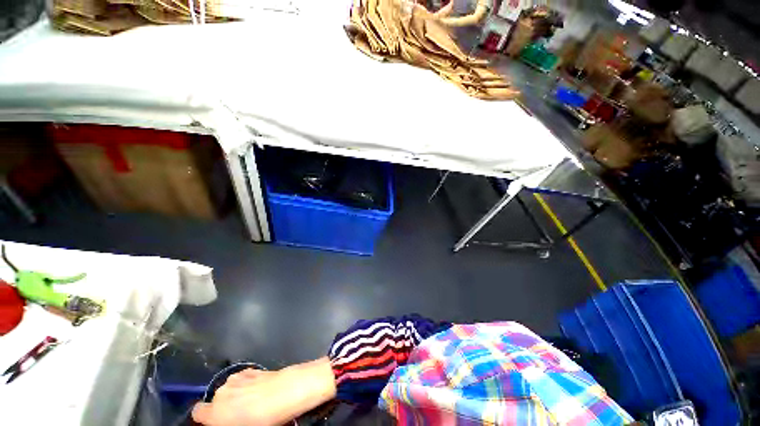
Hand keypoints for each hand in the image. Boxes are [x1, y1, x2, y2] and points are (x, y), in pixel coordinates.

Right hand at [192, 357, 336, 425]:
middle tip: (239, 415)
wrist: (286, 392)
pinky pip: (242, 379)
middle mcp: (221, 392)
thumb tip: (229, 419)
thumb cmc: (263, 420)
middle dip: (224, 406)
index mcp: (214, 412)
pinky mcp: (250, 369)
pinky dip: (245, 384)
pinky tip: (259, 389)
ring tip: (251, 401)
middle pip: (216, 400)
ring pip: (229, 388)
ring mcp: (236, 378)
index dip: (205, 417)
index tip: (215, 422)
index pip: (198, 412)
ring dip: (235, 394)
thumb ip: (228, 423)